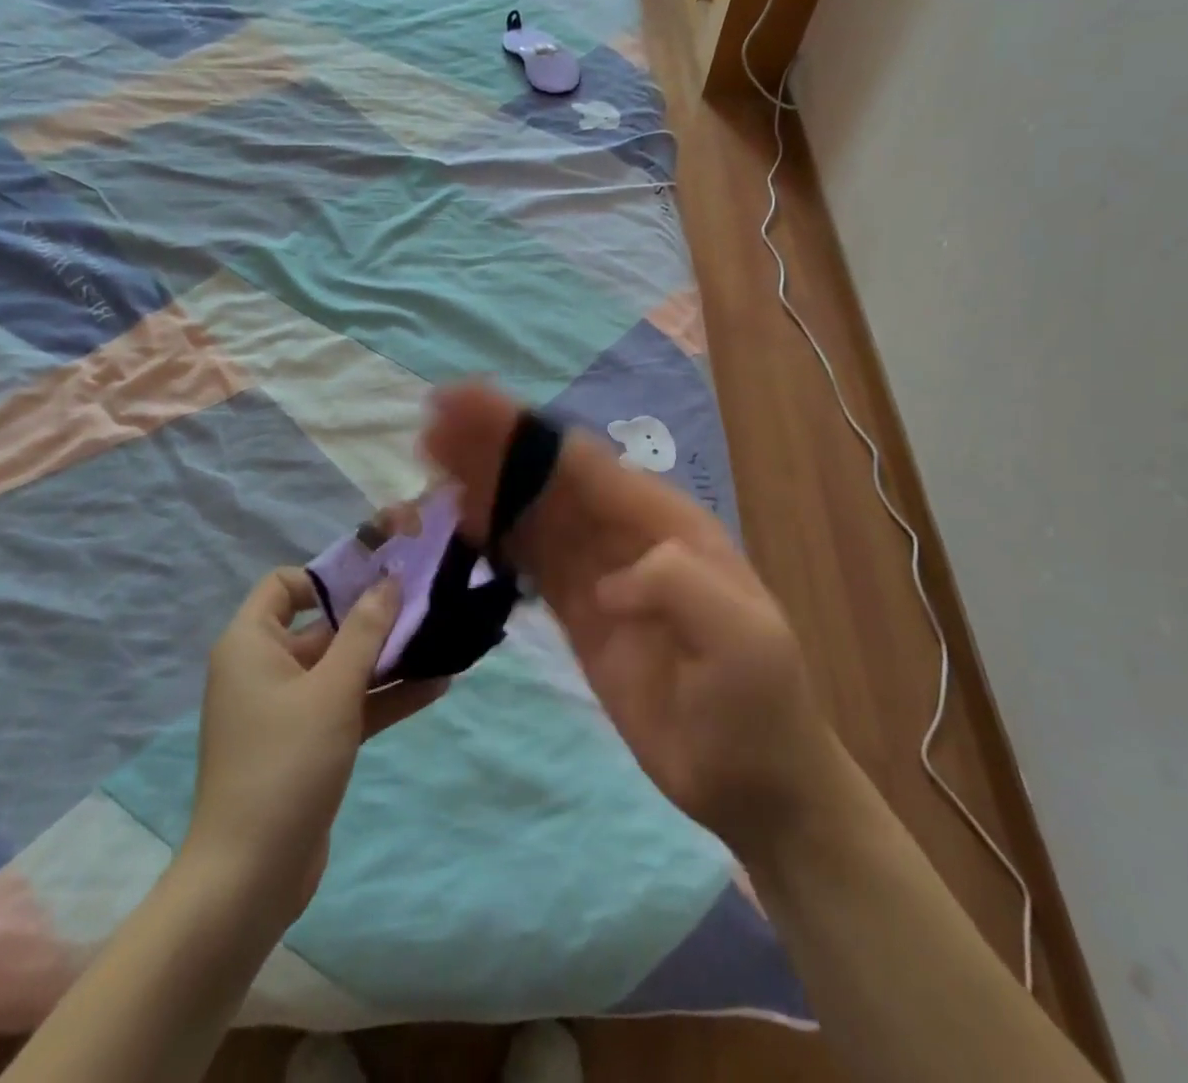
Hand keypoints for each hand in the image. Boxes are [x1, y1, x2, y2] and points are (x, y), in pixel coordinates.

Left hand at [181, 568, 445, 927]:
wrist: (249, 879)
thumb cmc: (285, 764)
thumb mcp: (332, 689)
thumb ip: (365, 631)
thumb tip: (389, 580)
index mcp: (252, 644)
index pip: (284, 585)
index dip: (327, 576)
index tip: (376, 577)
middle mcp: (265, 668)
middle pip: (323, 625)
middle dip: (374, 616)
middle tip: (427, 602)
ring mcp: (287, 709)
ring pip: (342, 667)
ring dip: (388, 657)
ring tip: (442, 639)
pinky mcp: (308, 743)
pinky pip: (348, 704)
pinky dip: (384, 695)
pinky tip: (436, 684)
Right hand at [420, 381, 850, 864]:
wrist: (753, 779)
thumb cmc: (755, 705)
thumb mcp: (742, 640)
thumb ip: (680, 587)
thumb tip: (608, 580)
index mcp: (666, 523)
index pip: (585, 466)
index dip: (527, 435)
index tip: (471, 409)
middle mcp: (627, 534)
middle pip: (550, 479)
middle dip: (495, 447)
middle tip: (434, 422)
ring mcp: (599, 572)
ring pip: (533, 513)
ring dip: (486, 483)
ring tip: (433, 458)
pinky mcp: (578, 610)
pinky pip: (530, 560)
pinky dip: (495, 535)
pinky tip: (461, 521)